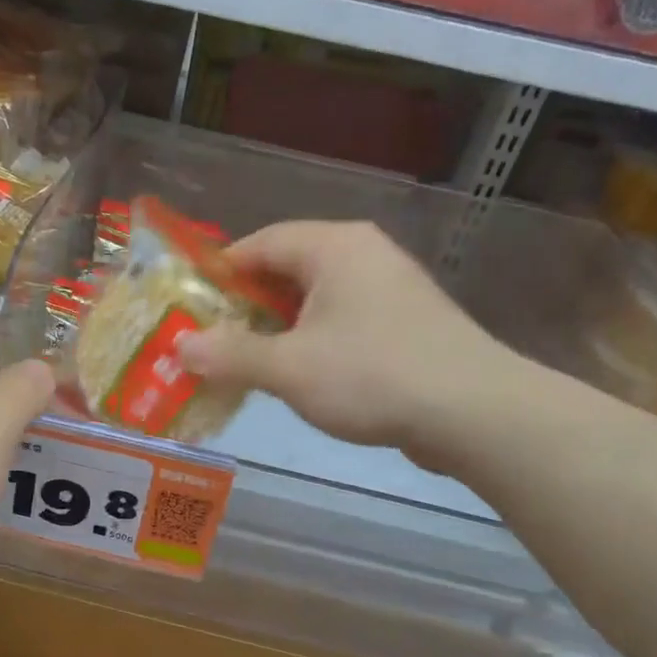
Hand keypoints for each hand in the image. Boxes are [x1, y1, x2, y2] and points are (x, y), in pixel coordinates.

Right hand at [177, 221, 533, 473]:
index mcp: (334, 247)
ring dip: (278, 328)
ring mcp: (390, 287)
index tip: (190, 308)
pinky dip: (312, 340)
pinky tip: (299, 375)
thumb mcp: (288, 368)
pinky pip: (343, 319)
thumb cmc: (372, 375)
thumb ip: (230, 355)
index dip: (219, 274)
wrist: (475, 413)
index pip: (259, 243)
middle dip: (246, 306)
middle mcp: (363, 254)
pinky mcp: (406, 321)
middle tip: (212, 341)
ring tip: (246, 362)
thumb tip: (181, 347)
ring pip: (316, 298)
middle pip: (287, 269)